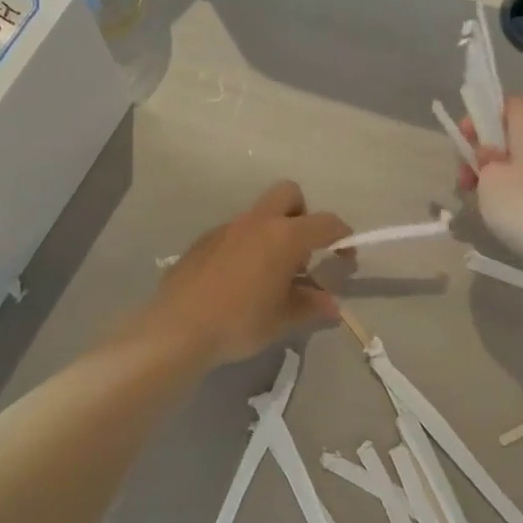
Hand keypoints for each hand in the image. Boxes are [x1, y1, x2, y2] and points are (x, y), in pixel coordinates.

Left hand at [144, 182, 350, 367]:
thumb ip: (311, 307)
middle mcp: (256, 222)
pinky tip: (237, 281)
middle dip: (303, 214)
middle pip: (289, 194)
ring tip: (269, 274)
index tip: (345, 258)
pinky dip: (245, 247)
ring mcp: (225, 228)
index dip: (343, 237)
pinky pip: (234, 233)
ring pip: (258, 215)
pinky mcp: (202, 242)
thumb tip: (332, 306)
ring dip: (272, 233)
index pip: (325, 223)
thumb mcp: (282, 319)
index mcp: (284, 236)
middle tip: (302, 251)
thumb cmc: (240, 322)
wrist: (177, 328)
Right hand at [458, 96, 522, 268]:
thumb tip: (493, 155)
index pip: (509, 104)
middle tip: (465, 181)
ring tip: (483, 203)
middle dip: (485, 153)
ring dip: (500, 176)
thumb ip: (484, 160)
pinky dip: (519, 192)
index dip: (482, 117)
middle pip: (514, 135)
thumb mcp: (490, 181)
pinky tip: (509, 216)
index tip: (464, 143)